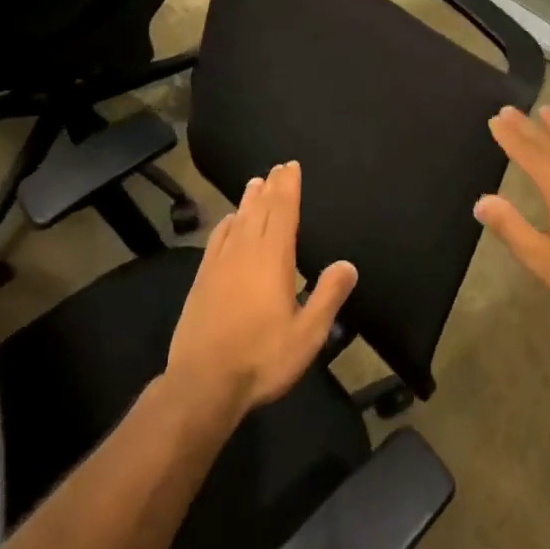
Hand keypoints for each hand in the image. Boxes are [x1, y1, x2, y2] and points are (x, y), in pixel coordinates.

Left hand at [167, 161, 358, 421]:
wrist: (203, 383)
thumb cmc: (262, 357)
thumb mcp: (308, 333)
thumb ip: (328, 295)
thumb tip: (347, 264)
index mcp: (273, 258)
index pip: (282, 211)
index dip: (288, 186)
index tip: (291, 166)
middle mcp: (245, 251)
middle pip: (259, 209)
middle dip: (271, 187)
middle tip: (278, 168)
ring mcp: (219, 264)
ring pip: (237, 221)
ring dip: (248, 201)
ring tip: (255, 183)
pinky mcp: (201, 280)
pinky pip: (216, 240)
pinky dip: (226, 224)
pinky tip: (228, 222)